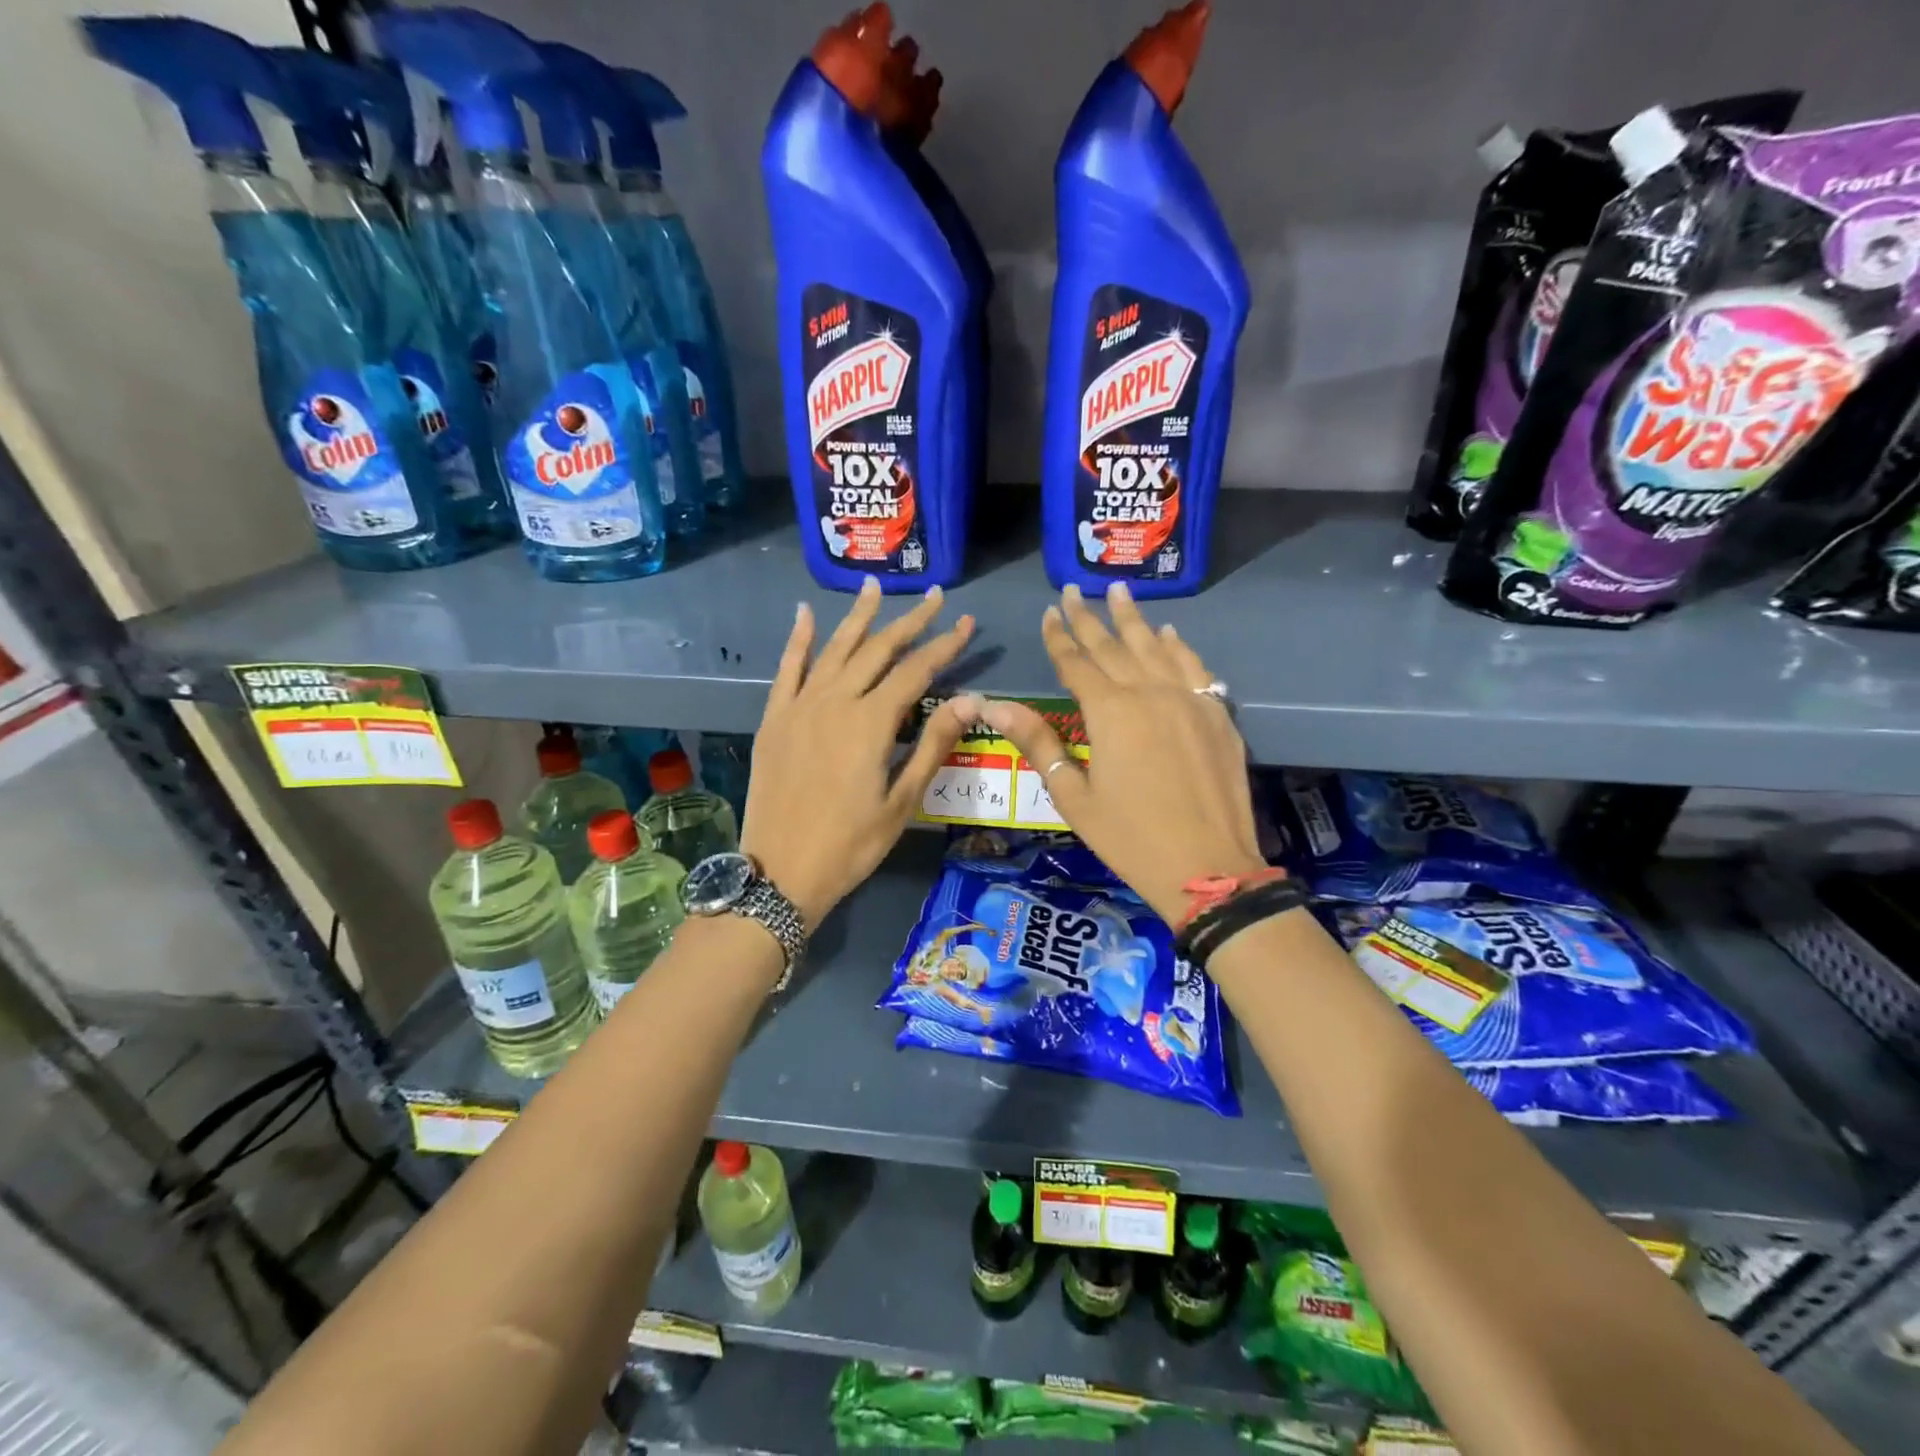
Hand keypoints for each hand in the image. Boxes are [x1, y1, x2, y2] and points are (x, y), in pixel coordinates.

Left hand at [742, 579, 979, 927]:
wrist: (780, 872)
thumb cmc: (851, 845)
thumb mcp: (902, 801)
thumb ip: (934, 744)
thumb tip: (972, 700)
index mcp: (871, 723)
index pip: (916, 671)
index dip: (944, 645)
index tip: (966, 622)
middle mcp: (835, 701)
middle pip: (877, 650)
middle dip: (909, 621)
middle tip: (934, 596)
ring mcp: (799, 706)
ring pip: (834, 649)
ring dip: (858, 617)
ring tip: (875, 586)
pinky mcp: (774, 719)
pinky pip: (787, 669)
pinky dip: (797, 639)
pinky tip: (804, 614)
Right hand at [974, 583, 1263, 926]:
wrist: (1207, 867)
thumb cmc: (1129, 837)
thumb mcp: (1073, 795)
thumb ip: (1038, 743)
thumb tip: (994, 705)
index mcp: (1109, 712)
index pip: (1076, 662)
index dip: (1058, 637)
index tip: (1049, 613)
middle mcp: (1149, 692)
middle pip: (1114, 646)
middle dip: (1090, 617)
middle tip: (1075, 590)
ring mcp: (1189, 699)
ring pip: (1156, 647)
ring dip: (1134, 619)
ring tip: (1119, 590)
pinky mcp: (1217, 713)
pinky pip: (1194, 667)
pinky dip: (1178, 646)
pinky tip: (1169, 633)